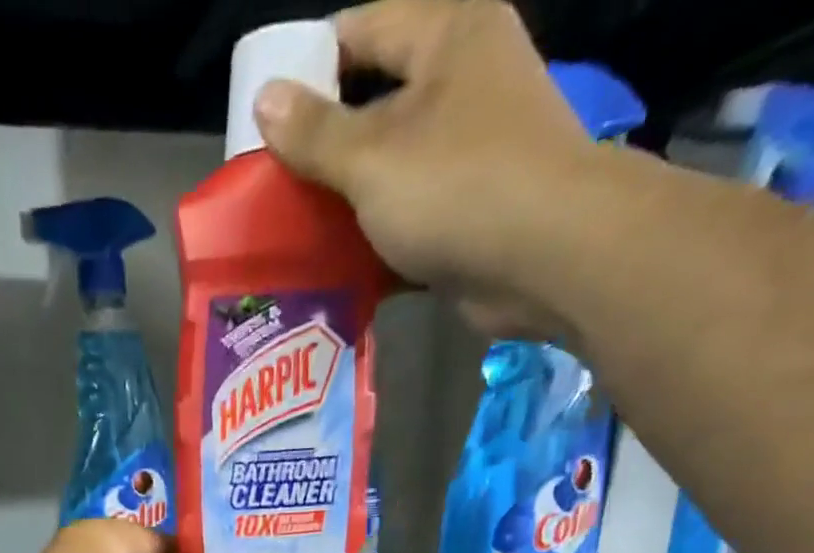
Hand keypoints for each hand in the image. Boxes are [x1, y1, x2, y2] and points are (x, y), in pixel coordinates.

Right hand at [253, 0, 601, 338]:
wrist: (547, 259)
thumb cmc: (458, 188)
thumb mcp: (371, 157)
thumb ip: (315, 132)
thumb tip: (265, 100)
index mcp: (448, 35)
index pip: (362, 29)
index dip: (309, 69)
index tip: (266, 118)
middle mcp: (464, 81)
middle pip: (375, 102)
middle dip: (323, 144)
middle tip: (274, 181)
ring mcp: (472, 149)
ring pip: (391, 165)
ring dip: (346, 198)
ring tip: (295, 226)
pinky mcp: (472, 208)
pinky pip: (410, 213)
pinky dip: (376, 235)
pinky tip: (337, 261)